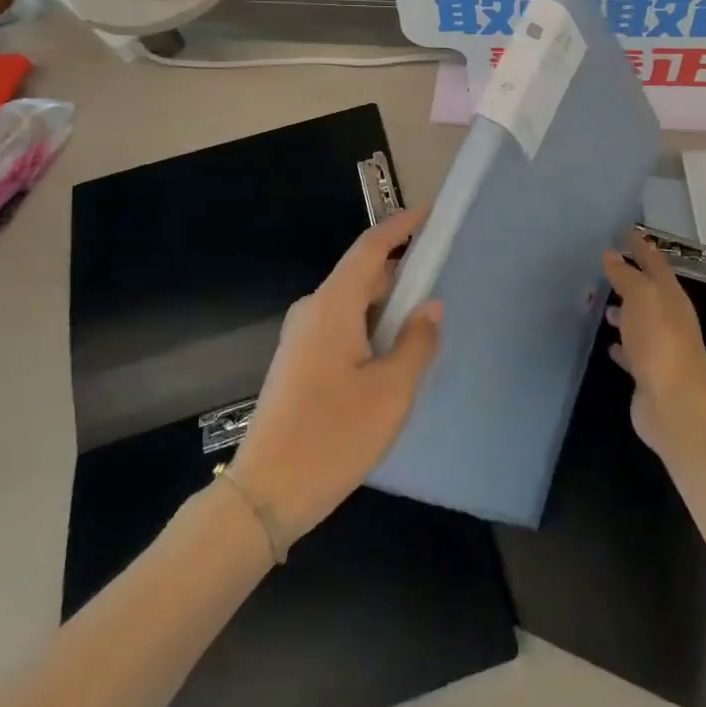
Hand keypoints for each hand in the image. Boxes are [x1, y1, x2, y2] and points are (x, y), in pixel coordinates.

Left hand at [227, 209, 442, 542]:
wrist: (265, 493)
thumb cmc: (333, 436)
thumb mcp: (391, 391)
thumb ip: (416, 342)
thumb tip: (431, 305)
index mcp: (333, 306)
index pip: (370, 247)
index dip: (400, 226)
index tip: (429, 212)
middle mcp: (312, 310)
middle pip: (361, 273)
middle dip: (400, 269)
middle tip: (440, 274)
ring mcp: (300, 336)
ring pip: (351, 302)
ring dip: (386, 302)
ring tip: (422, 315)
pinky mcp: (298, 361)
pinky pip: (340, 324)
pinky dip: (369, 324)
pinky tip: (391, 350)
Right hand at [603, 228, 705, 453]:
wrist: (675, 402)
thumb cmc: (659, 339)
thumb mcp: (641, 296)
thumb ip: (625, 275)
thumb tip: (611, 255)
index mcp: (671, 296)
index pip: (655, 263)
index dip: (641, 247)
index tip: (626, 232)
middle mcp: (668, 319)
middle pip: (649, 292)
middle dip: (631, 279)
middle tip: (607, 267)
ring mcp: (660, 347)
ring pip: (639, 322)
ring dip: (624, 313)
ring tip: (602, 306)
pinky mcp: (648, 373)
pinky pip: (632, 352)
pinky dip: (622, 346)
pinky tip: (609, 345)